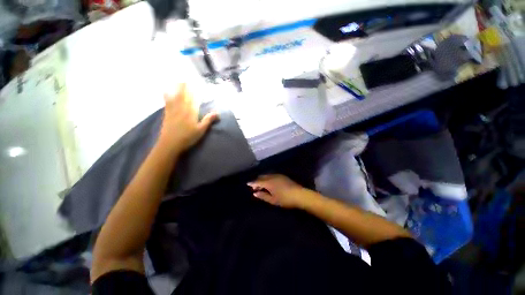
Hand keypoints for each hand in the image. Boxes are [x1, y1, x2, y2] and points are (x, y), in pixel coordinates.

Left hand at [158, 83, 217, 154]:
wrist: (170, 144)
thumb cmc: (188, 137)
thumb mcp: (201, 130)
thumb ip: (208, 120)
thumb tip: (217, 112)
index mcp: (191, 112)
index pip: (193, 98)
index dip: (194, 90)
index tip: (196, 82)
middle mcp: (181, 108)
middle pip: (183, 95)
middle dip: (185, 86)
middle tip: (186, 77)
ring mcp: (172, 110)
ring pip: (175, 96)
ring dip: (176, 88)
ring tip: (177, 80)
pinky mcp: (167, 114)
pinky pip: (167, 101)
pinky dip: (167, 95)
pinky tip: (166, 91)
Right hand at [247, 174, 306, 208]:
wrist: (299, 194)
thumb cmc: (285, 199)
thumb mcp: (272, 200)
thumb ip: (263, 196)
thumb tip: (255, 193)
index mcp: (268, 182)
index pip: (258, 181)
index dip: (252, 183)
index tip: (248, 184)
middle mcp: (272, 176)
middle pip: (262, 177)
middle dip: (257, 181)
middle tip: (255, 187)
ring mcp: (278, 175)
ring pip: (267, 175)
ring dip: (263, 179)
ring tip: (262, 186)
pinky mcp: (282, 176)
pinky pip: (272, 175)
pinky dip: (268, 178)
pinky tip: (269, 183)